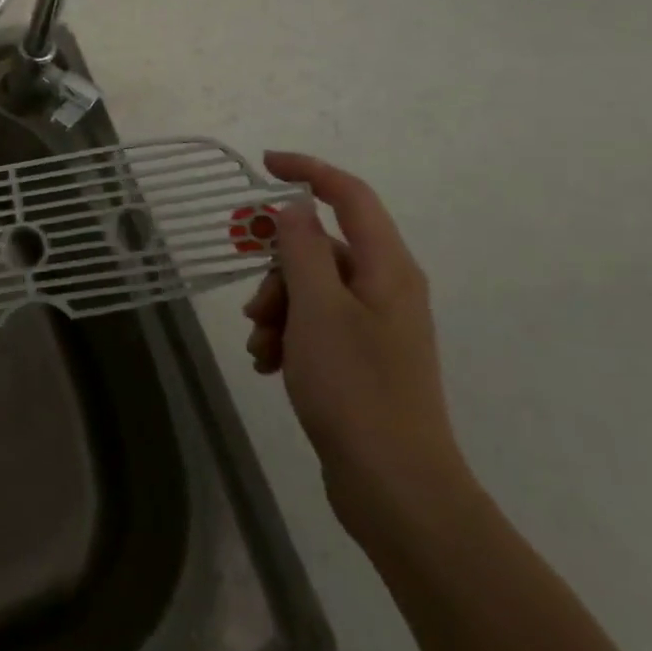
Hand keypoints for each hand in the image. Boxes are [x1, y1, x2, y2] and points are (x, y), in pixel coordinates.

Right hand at [244, 152, 475, 543]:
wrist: (395, 486)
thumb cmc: (355, 388)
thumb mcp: (317, 309)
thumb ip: (303, 249)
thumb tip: (296, 207)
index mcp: (387, 269)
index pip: (350, 196)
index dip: (308, 171)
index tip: (263, 165)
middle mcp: (386, 289)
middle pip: (321, 249)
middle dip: (278, 269)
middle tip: (256, 309)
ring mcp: (375, 325)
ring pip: (311, 289)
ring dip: (277, 308)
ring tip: (262, 348)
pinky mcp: (362, 357)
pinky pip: (315, 324)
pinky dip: (288, 335)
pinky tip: (270, 365)